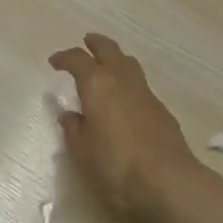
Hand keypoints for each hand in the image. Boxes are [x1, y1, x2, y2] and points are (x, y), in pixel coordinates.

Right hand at [49, 33, 202, 222]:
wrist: (168, 180)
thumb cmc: (116, 164)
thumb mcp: (83, 151)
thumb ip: (74, 130)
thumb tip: (70, 116)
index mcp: (97, 84)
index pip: (77, 59)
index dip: (64, 57)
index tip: (54, 62)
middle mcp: (121, 79)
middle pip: (108, 49)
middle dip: (96, 43)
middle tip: (86, 41)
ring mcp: (145, 92)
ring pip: (128, 62)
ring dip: (116, 58)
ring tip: (107, 65)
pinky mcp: (161, 109)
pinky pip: (140, 84)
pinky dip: (129, 82)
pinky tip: (125, 98)